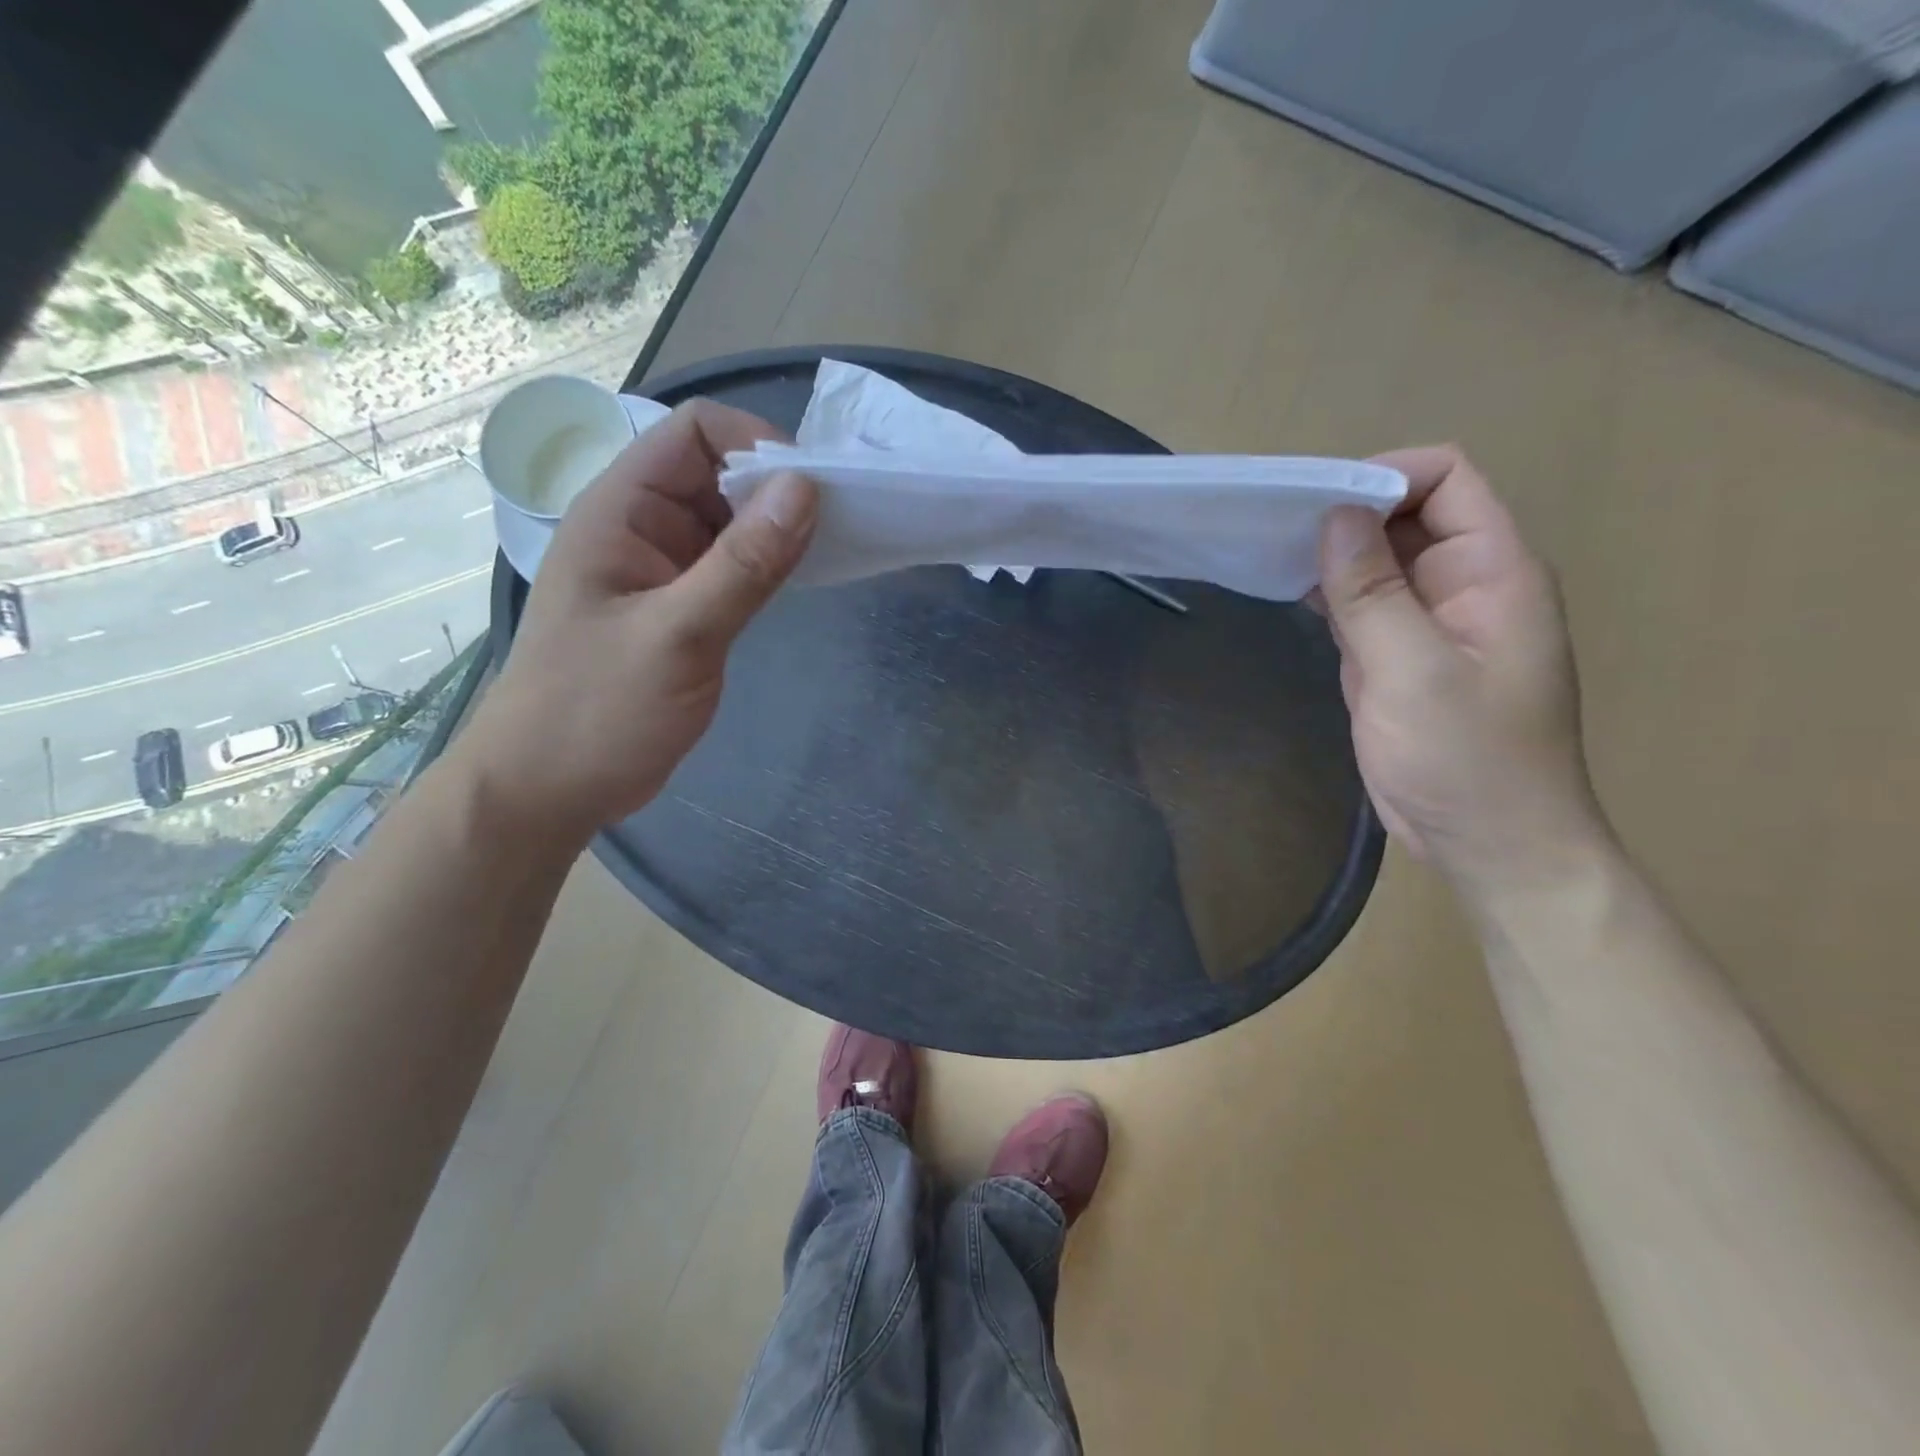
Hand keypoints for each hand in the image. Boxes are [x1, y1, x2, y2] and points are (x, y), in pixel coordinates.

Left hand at [456, 399, 817, 844]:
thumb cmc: (598, 710)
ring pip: (730, 523)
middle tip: (838, 526)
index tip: (813, 490)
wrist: (549, 788)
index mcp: (622, 511)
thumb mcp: (678, 634)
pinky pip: (732, 568)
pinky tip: (800, 583)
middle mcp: (642, 528)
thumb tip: (805, 489)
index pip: (695, 432)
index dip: (756, 443)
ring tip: (830, 551)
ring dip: (777, 530)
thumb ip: (744, 564)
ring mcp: (662, 571)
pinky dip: (767, 566)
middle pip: (719, 473)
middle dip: (777, 489)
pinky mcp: (681, 610)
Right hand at [1316, 446, 1607, 899]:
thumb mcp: (1413, 673)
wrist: (1488, 844)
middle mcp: (1464, 584)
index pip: (1447, 480)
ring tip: (1270, 556)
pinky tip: (1290, 596)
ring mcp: (1430, 621)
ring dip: (1331, 553)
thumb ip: (1373, 593)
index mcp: (1493, 572)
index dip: (1383, 477)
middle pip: (1407, 514)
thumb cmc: (1466, 761)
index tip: (1315, 506)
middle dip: (1345, 513)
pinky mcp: (1399, 656)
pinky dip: (1329, 592)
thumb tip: (1335, 515)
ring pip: (1379, 558)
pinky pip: (1365, 603)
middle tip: (1275, 531)